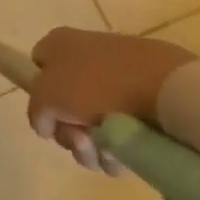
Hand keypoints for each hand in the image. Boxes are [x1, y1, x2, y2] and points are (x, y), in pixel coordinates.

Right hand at [25, 27, 194, 171]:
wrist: (164, 86)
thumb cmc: (95, 85)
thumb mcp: (46, 97)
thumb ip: (36, 111)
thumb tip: (46, 123)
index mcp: (60, 43)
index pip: (37, 68)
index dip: (40, 97)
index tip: (51, 120)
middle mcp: (86, 52)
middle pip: (65, 102)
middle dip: (69, 133)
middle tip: (82, 144)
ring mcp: (119, 72)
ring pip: (94, 119)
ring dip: (94, 146)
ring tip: (108, 157)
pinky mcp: (147, 92)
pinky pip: (124, 124)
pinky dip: (121, 144)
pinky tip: (128, 156)